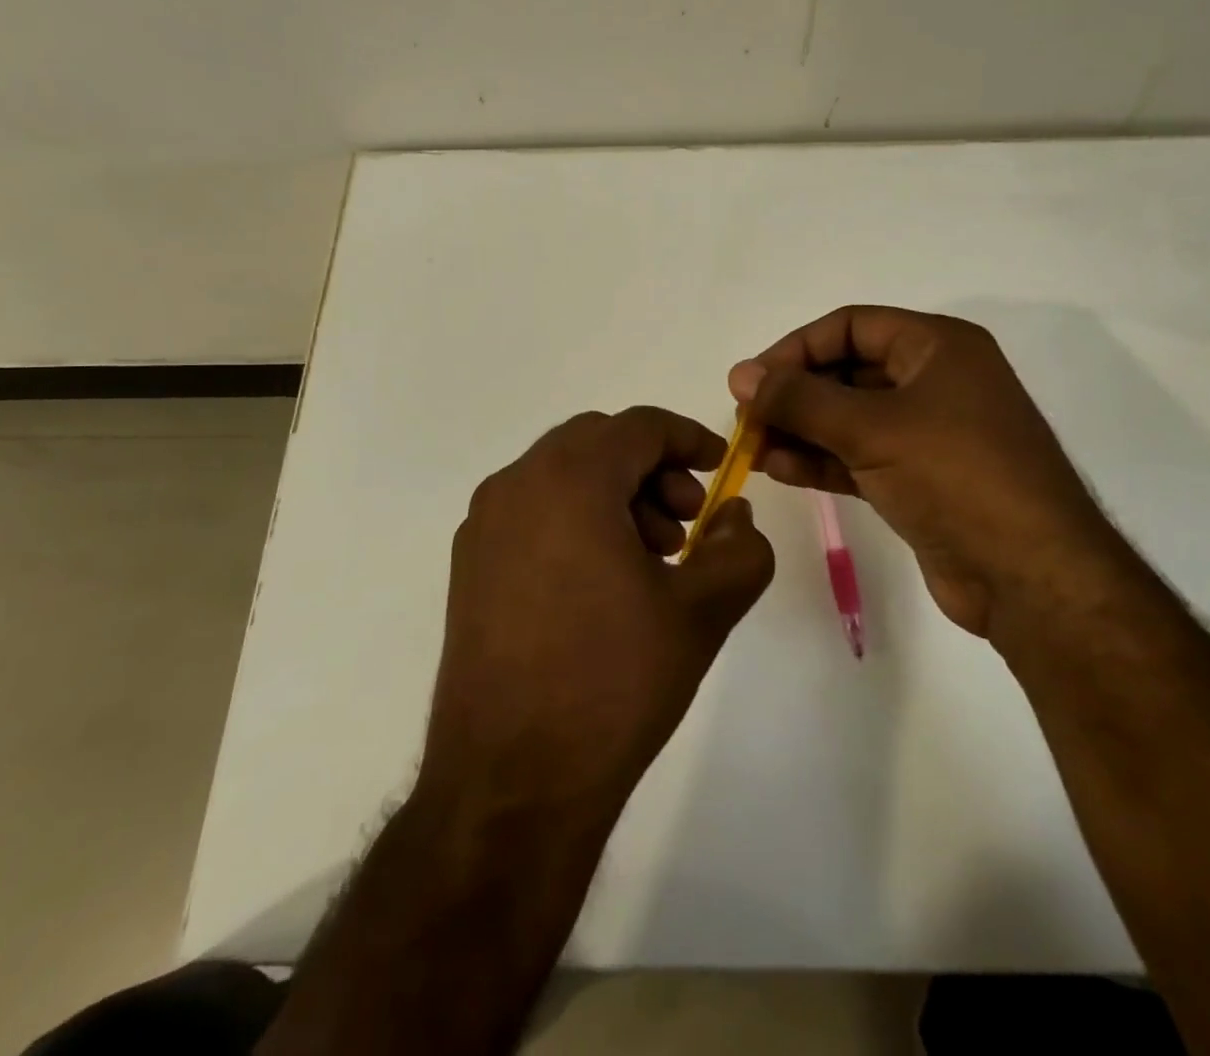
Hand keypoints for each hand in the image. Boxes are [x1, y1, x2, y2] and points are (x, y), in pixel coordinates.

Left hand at [421, 407, 774, 816]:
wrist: (511, 783)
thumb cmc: (613, 682)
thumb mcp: (701, 612)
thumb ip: (740, 548)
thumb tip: (735, 514)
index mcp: (570, 479)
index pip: (639, 426)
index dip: (689, 438)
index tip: (721, 469)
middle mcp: (516, 485)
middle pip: (598, 442)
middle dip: (652, 468)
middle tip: (687, 523)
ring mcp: (483, 525)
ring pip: (562, 475)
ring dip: (615, 494)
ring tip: (650, 559)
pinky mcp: (469, 565)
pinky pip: (533, 510)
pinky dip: (576, 518)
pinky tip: (602, 581)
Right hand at [729, 306, 1114, 638]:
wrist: (1030, 576)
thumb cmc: (955, 476)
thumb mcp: (871, 428)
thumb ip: (800, 399)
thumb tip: (740, 374)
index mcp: (938, 347)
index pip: (851, 327)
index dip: (797, 348)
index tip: (752, 380)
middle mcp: (934, 381)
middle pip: (847, 372)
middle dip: (794, 394)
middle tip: (747, 419)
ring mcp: (928, 433)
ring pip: (849, 418)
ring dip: (800, 430)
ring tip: (752, 449)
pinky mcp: (919, 479)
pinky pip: (859, 456)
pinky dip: (821, 460)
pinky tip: (779, 469)